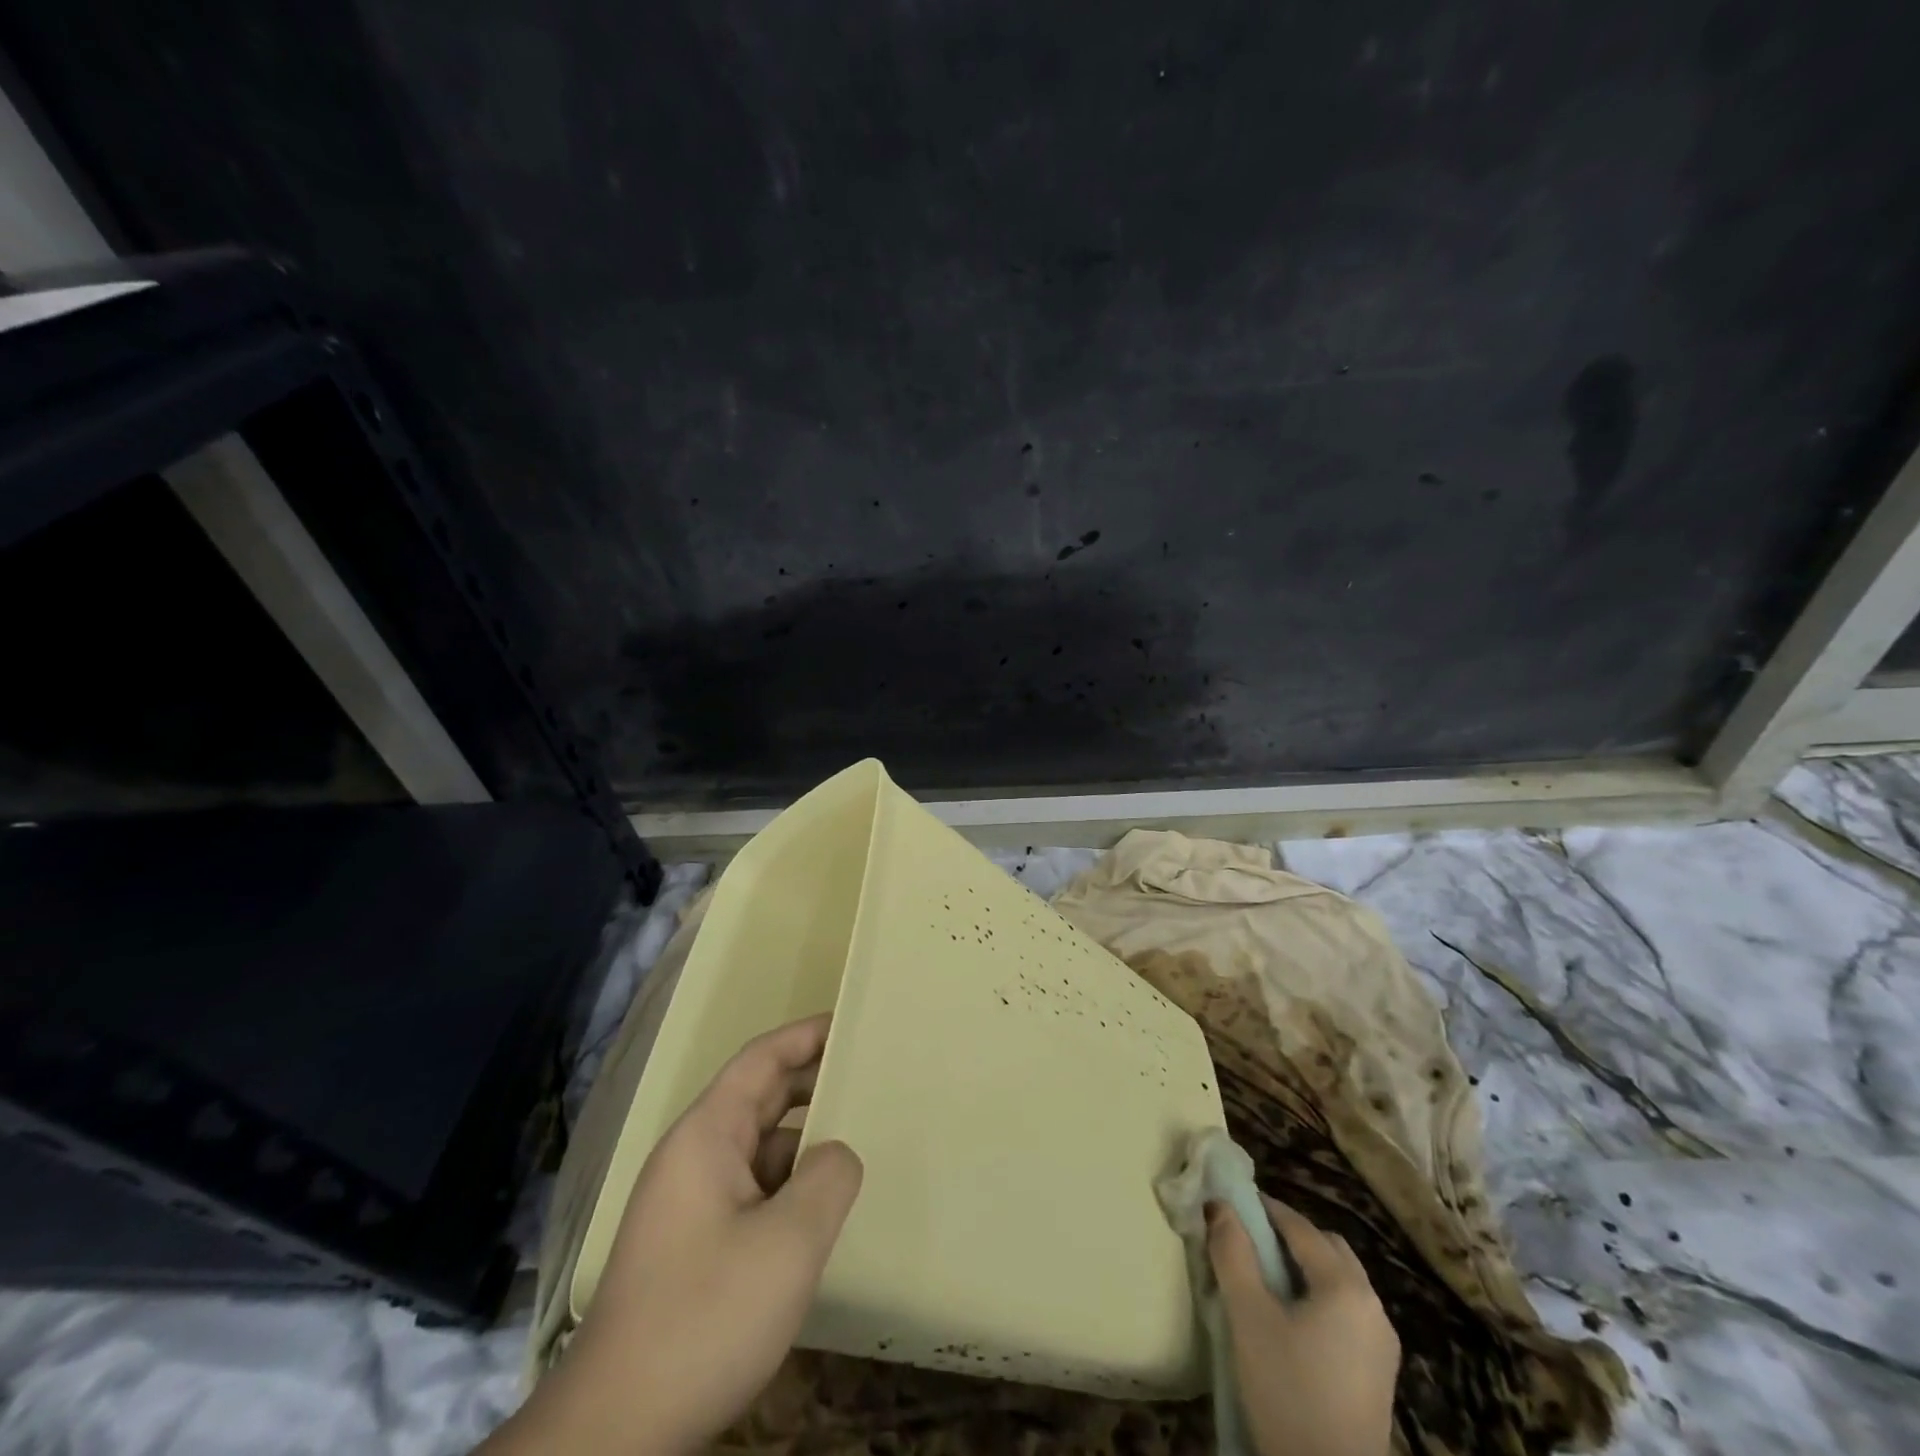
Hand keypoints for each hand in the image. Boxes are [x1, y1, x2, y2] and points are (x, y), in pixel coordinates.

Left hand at [489, 1015, 863, 1455]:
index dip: (806, 1034)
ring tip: (858, 1146)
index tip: (851, 1022)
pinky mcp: (692, 1246)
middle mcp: (693, 1156)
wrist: (615, 1431)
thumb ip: (829, 1178)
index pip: (761, 1059)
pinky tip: (820, 1214)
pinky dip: (788, 1187)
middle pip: (759, 1098)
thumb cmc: (704, 1316)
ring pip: (758, 1150)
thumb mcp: (788, 1243)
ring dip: (803, 1143)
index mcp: (706, 1135)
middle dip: (812, 1083)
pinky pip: (750, 1192)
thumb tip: (837, 1154)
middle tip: (869, 1079)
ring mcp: (689, 1203)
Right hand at [1208, 1195, 1399, 1455]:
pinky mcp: (1379, 1374)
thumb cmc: (1287, 1391)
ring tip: (1264, 1279)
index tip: (1230, 1203)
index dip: (1263, 1208)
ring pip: (1340, 1280)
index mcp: (1346, 1286)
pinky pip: (1348, 1312)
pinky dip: (1319, 1297)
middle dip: (1288, 1235)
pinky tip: (1292, 1321)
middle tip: (1248, 1240)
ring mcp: (1382, 1343)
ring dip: (1304, 1267)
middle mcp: (1373, 1305)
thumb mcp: (1248, 1317)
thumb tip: (1218, 1205)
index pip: (1300, 1226)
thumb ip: (1232, 1253)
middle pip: (1327, 1248)